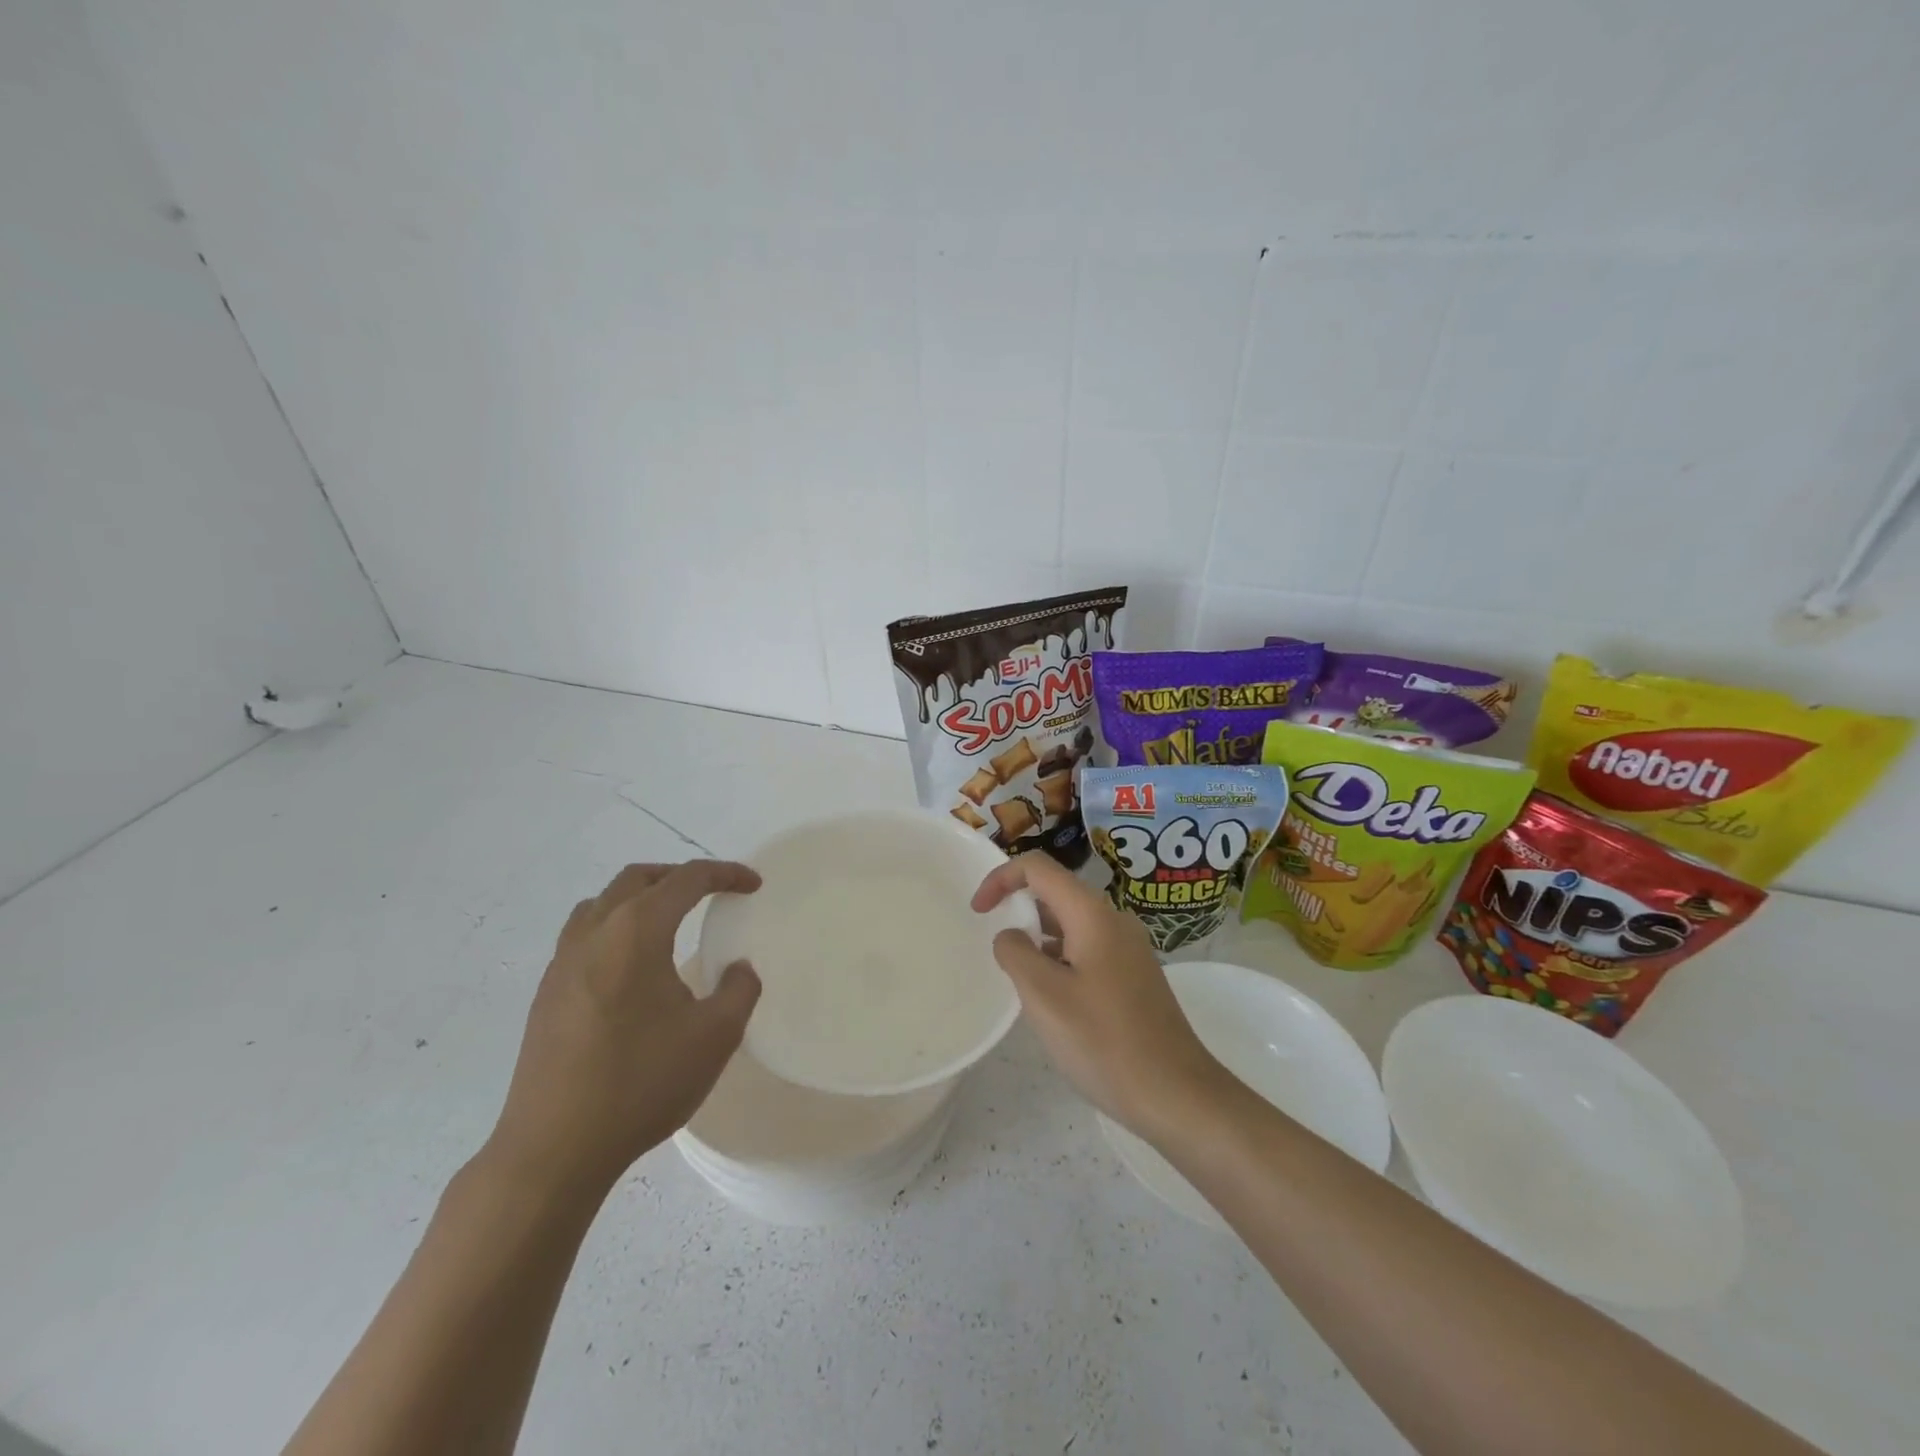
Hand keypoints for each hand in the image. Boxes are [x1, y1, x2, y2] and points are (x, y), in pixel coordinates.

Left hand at [483, 861, 761, 1196]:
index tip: (752, 885)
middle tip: (710, 893)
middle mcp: (594, 934)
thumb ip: (739, 989)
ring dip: (639, 898)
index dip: (724, 874)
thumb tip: (738, 968)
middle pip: (637, 879)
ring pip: (601, 903)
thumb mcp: (715, 1036)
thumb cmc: (641, 1083)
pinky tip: (630, 968)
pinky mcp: (546, 994)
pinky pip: (582, 936)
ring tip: (667, 922)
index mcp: (636, 932)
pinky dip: (613, 928)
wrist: (553, 1149)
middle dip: (678, 876)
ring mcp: (562, 963)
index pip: (685, 879)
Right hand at [972, 853, 1229, 1139]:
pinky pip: (1087, 949)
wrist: (1176, 1095)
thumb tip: (1011, 936)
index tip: (977, 912)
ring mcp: (1129, 948)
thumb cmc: (1104, 1042)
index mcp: (1092, 914)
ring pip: (1071, 924)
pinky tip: (1052, 999)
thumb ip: (1016, 954)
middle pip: (1056, 893)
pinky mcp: (1134, 976)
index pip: (1039, 868)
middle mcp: (1114, 920)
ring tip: (1020, 980)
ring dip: (1039, 938)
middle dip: (1019, 910)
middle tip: (997, 951)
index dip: (1001, 878)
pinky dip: (1059, 959)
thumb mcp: (1044, 996)